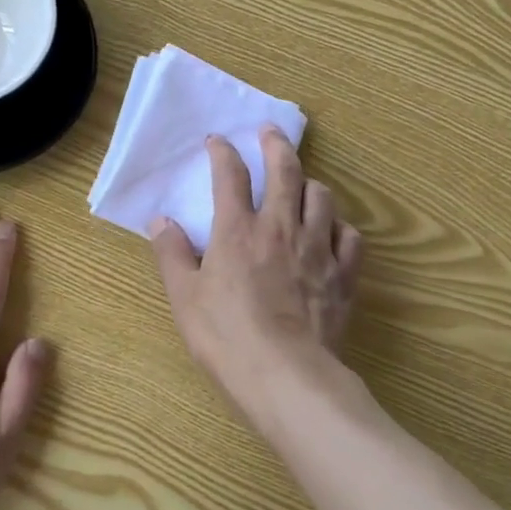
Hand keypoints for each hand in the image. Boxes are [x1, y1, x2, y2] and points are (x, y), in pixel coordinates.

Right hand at [152, 128, 363, 437]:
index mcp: (237, 230)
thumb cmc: (227, 337)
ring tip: (303, 184)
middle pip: (285, 171)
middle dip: (276, 145)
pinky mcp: (343, 274)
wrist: (287, 377)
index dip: (223, 152)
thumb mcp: (184, 298)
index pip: (230, 176)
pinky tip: (333, 232)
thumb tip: (160, 222)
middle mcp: (280, 228)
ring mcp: (318, 248)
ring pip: (322, 197)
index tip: (217, 141)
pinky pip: (350, 236)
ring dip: (310, 183)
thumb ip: (171, 255)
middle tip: (270, 132)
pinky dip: (340, 227)